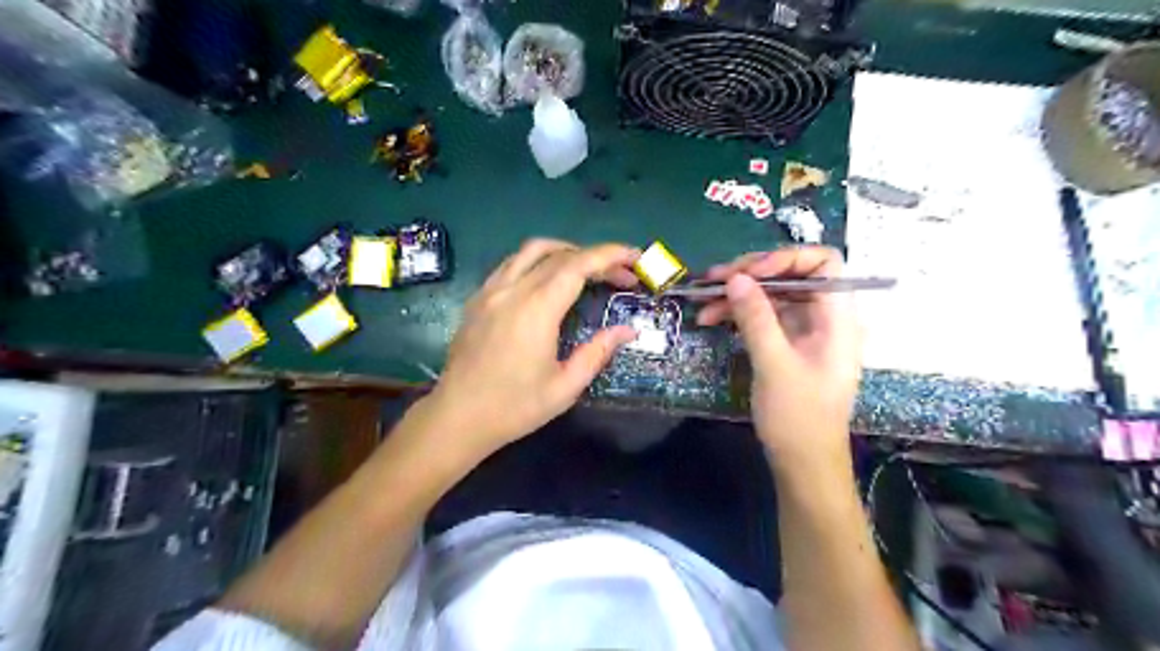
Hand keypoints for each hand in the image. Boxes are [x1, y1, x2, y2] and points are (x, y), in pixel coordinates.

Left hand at [426, 236, 638, 455]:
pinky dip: (537, 262)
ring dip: (565, 252)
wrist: (457, 418)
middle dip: (596, 258)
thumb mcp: (564, 387)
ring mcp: (490, 291)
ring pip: (530, 251)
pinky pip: (511, 264)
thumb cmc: (514, 408)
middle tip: (621, 276)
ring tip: (588, 269)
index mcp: (536, 309)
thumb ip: (597, 352)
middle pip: (559, 255)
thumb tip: (627, 330)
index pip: (578, 266)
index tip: (635, 257)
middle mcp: (512, 290)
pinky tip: (548, 281)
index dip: (610, 255)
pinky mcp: (477, 299)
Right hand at [697, 247, 859, 464]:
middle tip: (713, 278)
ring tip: (702, 299)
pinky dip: (737, 314)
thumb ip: (756, 318)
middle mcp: (823, 317)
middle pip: (791, 276)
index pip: (824, 263)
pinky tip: (711, 318)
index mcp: (837, 317)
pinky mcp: (785, 345)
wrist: (802, 463)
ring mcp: (803, 331)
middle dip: (751, 274)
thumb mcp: (775, 365)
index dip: (787, 258)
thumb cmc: (799, 417)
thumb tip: (735, 278)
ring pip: (771, 296)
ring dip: (737, 294)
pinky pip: (762, 317)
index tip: (751, 272)